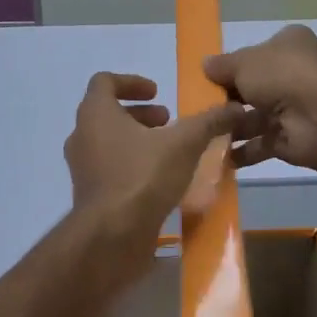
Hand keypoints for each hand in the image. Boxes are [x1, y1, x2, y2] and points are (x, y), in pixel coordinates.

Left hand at [64, 73, 242, 269]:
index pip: (105, 81)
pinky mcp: (90, 195)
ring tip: (168, 151)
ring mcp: (82, 168)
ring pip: (108, 142)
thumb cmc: (142, 177)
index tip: (158, 93)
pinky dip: (132, 165)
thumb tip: (235, 108)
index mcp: (95, 113)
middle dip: (140, 115)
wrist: (112, 235)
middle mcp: (81, 136)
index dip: (132, 82)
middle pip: (107, 113)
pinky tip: (160, 180)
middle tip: (168, 122)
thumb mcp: (183, 144)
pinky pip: (110, 169)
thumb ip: (208, 122)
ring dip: (137, 140)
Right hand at [205, 25, 316, 174]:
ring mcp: (294, 109)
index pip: (254, 56)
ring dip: (230, 128)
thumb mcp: (245, 62)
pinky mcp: (291, 140)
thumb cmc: (283, 76)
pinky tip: (216, 156)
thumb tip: (204, 65)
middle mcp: (294, 75)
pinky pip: (260, 145)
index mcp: (288, 46)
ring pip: (254, 119)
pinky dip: (240, 152)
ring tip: (201, 135)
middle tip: (198, 111)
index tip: (205, 81)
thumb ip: (222, 66)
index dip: (230, 68)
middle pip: (252, 89)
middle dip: (227, 101)